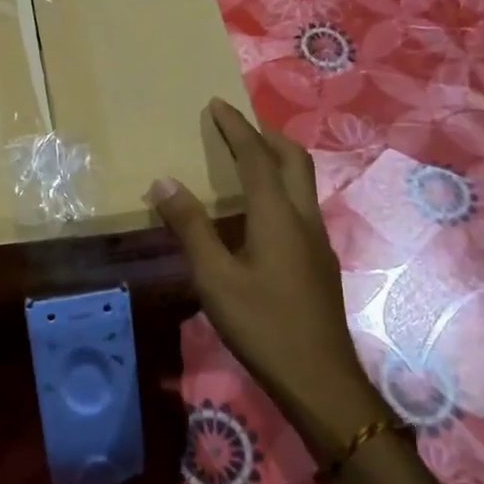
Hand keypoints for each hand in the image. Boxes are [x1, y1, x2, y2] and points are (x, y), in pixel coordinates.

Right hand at [147, 98, 386, 446]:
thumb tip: (164, 181)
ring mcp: (316, 240)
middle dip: (266, 134)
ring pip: (300, 183)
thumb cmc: (262, 324)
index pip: (256, 156)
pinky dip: (278, 189)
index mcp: (277, 215)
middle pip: (292, 160)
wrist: (319, 379)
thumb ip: (190, 227)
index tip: (217, 104)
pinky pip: (298, 206)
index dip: (236, 127)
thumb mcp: (215, 277)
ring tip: (244, 160)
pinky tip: (256, 214)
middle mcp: (303, 218)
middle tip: (236, 126)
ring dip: (275, 161)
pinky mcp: (318, 261)